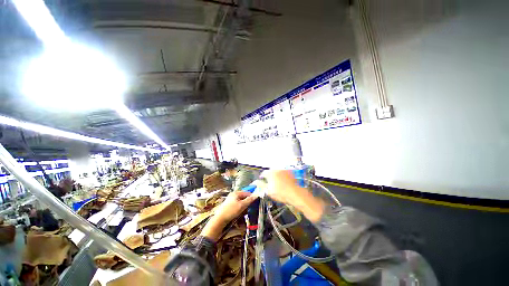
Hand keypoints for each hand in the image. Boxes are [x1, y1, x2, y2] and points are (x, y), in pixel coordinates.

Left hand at [213, 192, 256, 224]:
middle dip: (247, 201)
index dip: (251, 196)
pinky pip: (237, 204)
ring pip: (241, 201)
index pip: (247, 192)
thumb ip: (249, 200)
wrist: (220, 219)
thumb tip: (256, 195)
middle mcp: (233, 194)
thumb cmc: (231, 211)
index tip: (255, 202)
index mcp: (236, 193)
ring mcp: (230, 199)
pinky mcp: (229, 205)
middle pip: (243, 196)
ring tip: (245, 210)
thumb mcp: (242, 205)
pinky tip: (241, 211)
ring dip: (244, 205)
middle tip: (250, 207)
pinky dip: (240, 207)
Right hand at [259, 170, 300, 204]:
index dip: (262, 177)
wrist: (295, 194)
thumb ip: (261, 185)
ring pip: (277, 172)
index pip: (263, 173)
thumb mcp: (268, 191)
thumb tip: (255, 182)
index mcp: (270, 173)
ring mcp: (284, 170)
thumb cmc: (280, 193)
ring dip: (276, 176)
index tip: (263, 181)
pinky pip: (284, 173)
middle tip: (270, 183)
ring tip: (278, 183)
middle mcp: (277, 169)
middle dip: (269, 176)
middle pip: (270, 172)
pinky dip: (282, 176)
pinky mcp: (290, 172)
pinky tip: (284, 182)